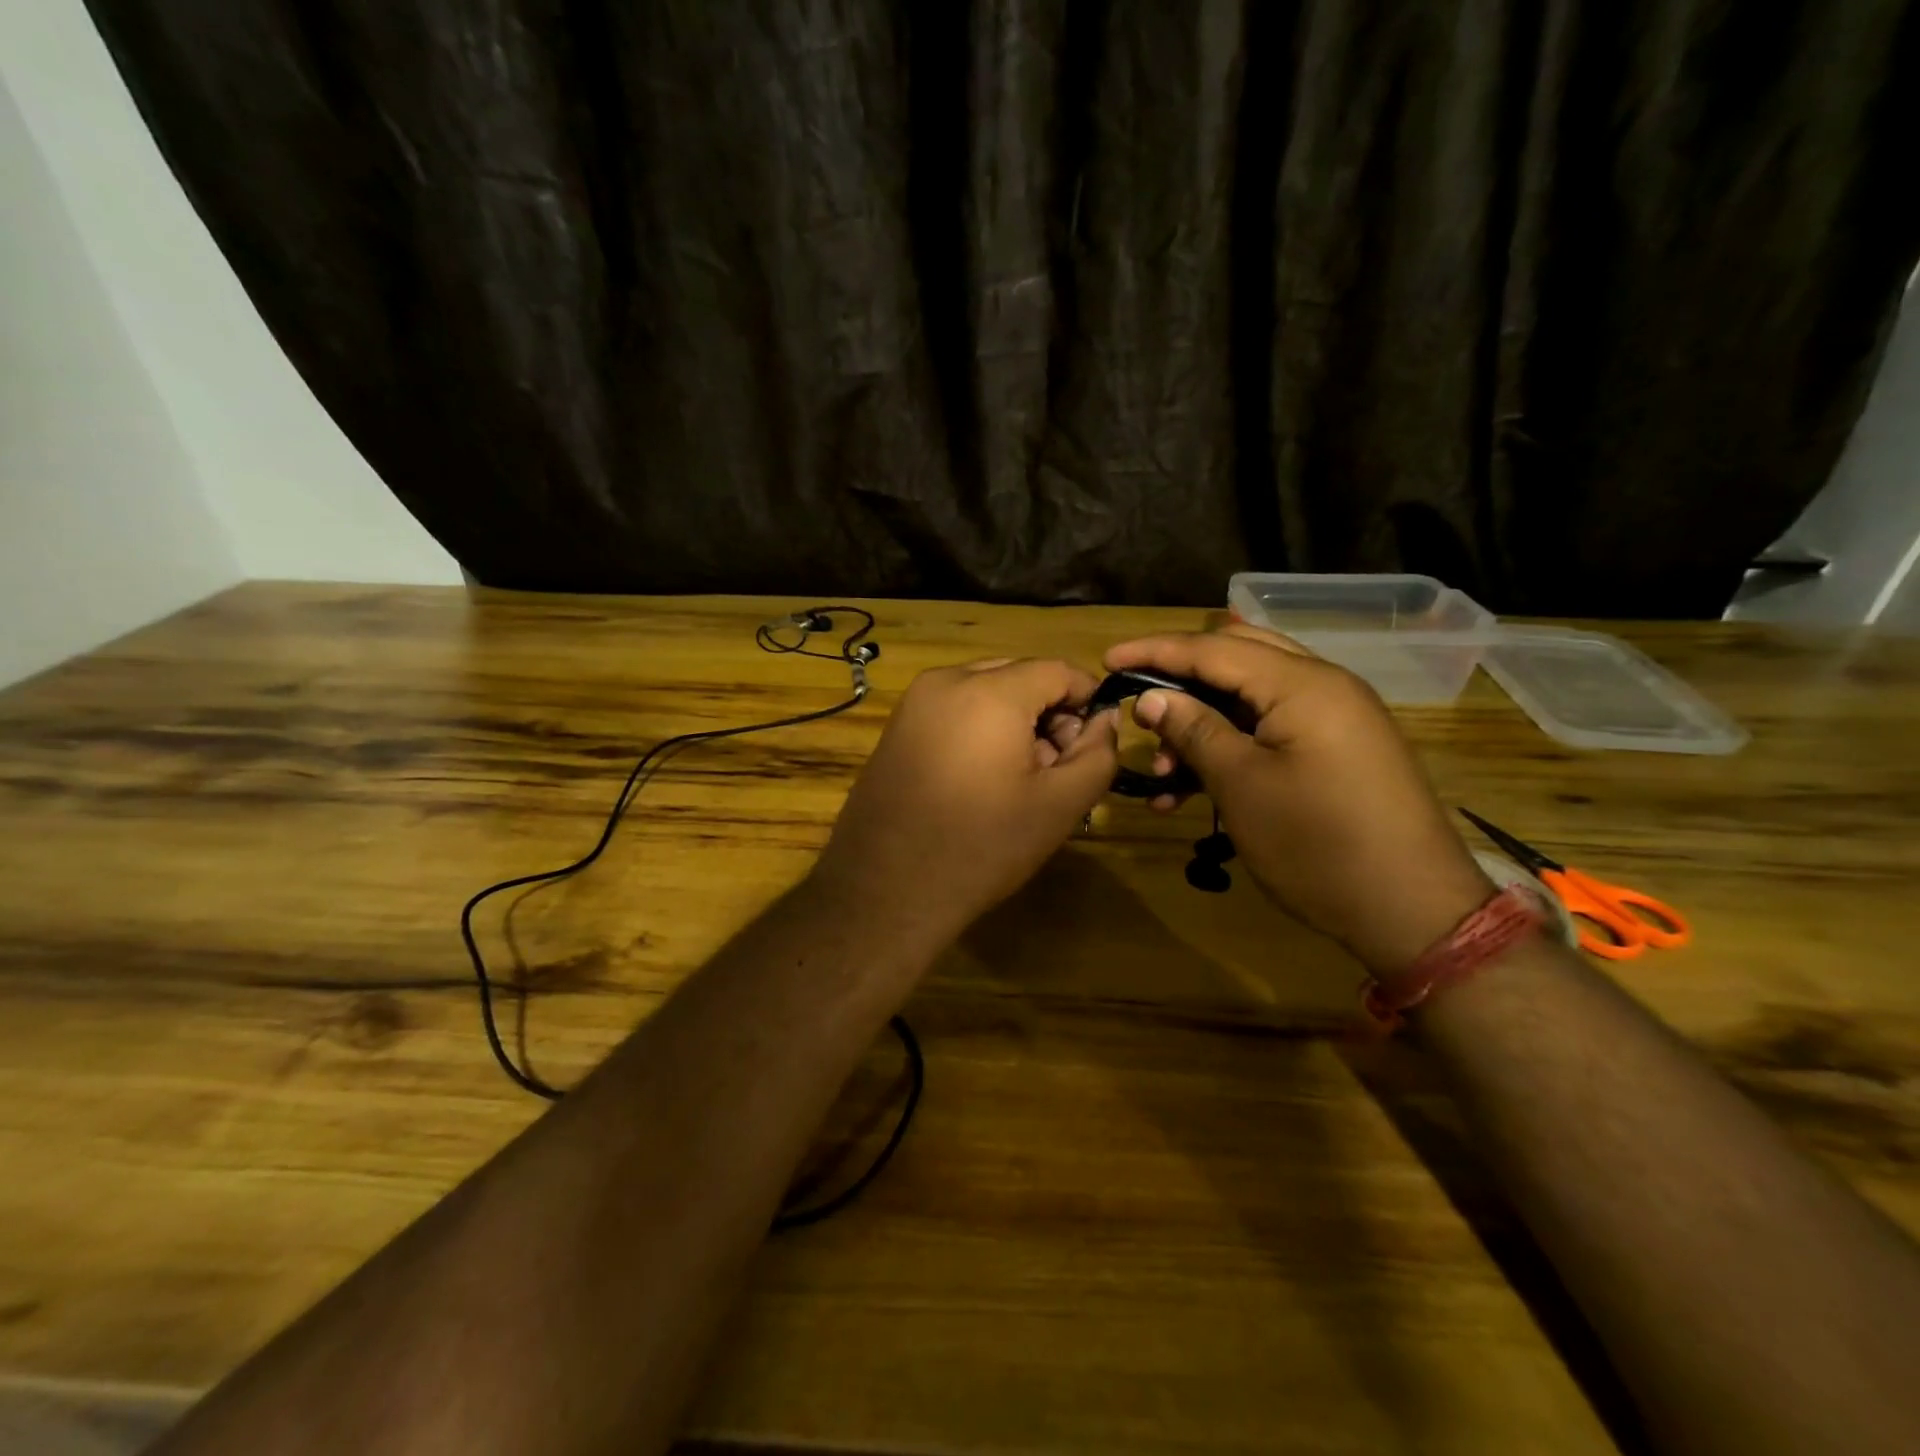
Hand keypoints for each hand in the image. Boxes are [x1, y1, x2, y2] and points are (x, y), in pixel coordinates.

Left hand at [813, 659, 1118, 948]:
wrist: (886, 890)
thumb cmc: (982, 846)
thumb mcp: (1060, 805)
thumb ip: (1098, 753)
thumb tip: (1104, 720)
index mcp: (989, 691)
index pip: (1057, 670)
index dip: (1089, 699)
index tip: (1096, 740)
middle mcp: (946, 681)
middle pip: (1019, 676)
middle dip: (1049, 712)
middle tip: (1058, 766)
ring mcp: (913, 703)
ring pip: (985, 691)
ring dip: (1015, 721)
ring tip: (1022, 778)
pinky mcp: (895, 728)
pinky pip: (953, 710)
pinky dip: (980, 729)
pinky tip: (982, 779)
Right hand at [1105, 625, 1492, 976]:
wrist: (1412, 910)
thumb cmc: (1317, 844)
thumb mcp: (1242, 785)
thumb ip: (1194, 730)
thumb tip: (1151, 697)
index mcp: (1302, 684)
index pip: (1213, 648)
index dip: (1156, 652)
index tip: (1107, 661)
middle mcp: (1323, 686)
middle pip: (1236, 660)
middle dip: (1180, 680)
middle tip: (1137, 703)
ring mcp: (1335, 718)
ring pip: (1251, 699)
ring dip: (1202, 723)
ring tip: (1162, 771)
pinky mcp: (1338, 750)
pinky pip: (1272, 730)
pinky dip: (1232, 746)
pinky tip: (1195, 786)